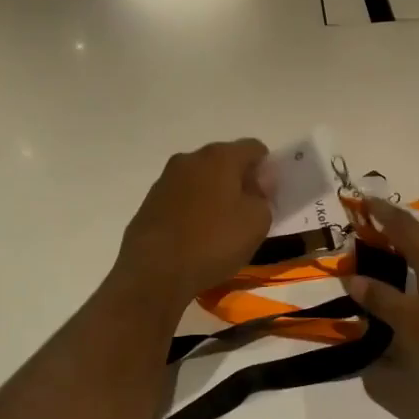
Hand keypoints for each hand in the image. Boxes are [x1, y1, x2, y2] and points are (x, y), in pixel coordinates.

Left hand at [114, 140, 271, 305]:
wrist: (154, 270)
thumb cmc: (213, 242)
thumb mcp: (257, 222)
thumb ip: (263, 198)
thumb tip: (255, 189)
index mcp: (220, 156)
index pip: (254, 148)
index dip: (266, 168)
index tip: (269, 195)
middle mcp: (190, 158)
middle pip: (224, 161)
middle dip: (239, 182)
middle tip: (248, 212)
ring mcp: (166, 179)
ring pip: (201, 180)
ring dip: (214, 195)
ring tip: (220, 228)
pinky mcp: (150, 201)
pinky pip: (181, 198)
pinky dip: (193, 210)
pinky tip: (196, 237)